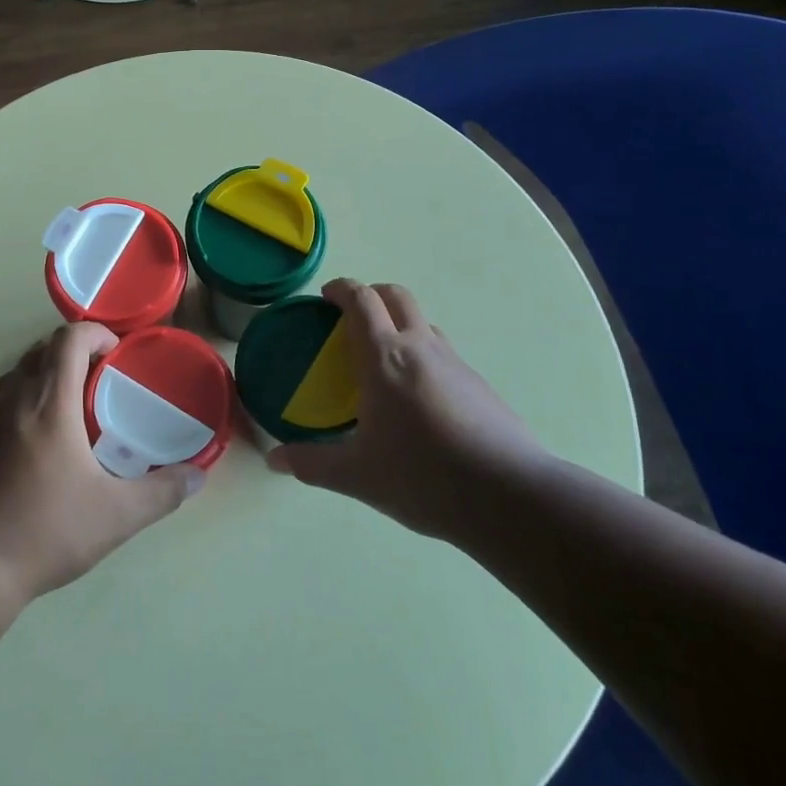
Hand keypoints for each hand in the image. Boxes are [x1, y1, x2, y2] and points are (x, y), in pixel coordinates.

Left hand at [0, 322, 204, 606]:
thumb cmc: (46, 532)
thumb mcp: (117, 516)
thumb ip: (162, 492)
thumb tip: (198, 476)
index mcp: (50, 402)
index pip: (70, 338)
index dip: (94, 334)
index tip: (112, 355)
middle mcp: (10, 397)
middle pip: (40, 353)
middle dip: (68, 359)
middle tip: (90, 390)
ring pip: (9, 381)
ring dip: (35, 386)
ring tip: (53, 421)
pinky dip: (0, 415)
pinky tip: (10, 448)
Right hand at [267, 279, 549, 541]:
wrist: (510, 496)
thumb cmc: (423, 476)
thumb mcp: (357, 475)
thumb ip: (312, 464)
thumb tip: (274, 460)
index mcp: (384, 357)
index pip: (361, 300)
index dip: (341, 289)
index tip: (325, 296)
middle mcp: (420, 347)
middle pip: (396, 296)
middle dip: (372, 294)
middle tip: (352, 317)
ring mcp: (455, 363)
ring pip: (423, 323)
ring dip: (400, 324)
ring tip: (384, 361)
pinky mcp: (479, 385)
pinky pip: (443, 354)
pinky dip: (423, 356)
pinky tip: (419, 400)